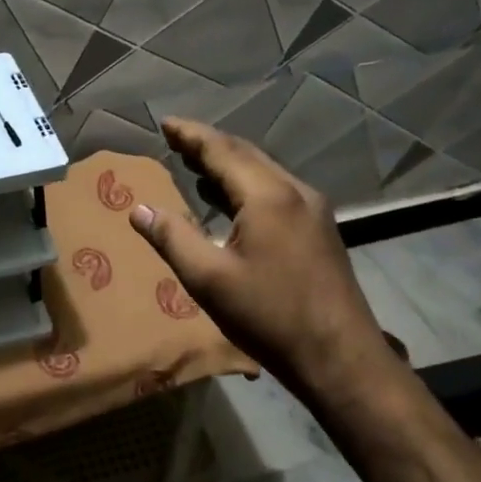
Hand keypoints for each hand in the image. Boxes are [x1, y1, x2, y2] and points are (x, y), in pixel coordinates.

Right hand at [129, 118, 391, 397]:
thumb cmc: (270, 316)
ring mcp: (312, 210)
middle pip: (245, 154)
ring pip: (263, 171)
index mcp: (267, 195)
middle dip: (208, 144)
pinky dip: (246, 184)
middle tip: (175, 139)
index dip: (190, 135)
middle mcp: (294, 191)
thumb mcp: (209, 279)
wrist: (341, 358)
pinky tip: (230, 200)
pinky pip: (276, 190)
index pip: (221, 150)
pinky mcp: (319, 229)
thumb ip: (172, 238)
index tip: (164, 122)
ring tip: (194, 165)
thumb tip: (139, 209)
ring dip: (228, 164)